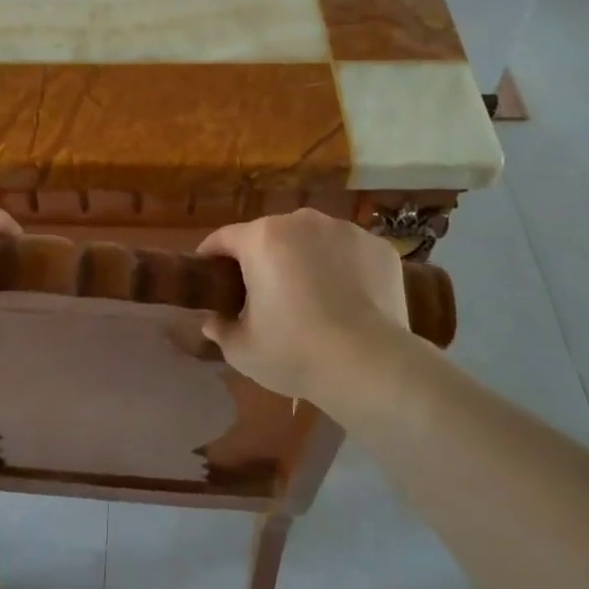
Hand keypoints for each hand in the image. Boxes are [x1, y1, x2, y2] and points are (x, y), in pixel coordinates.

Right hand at [197, 210, 416, 402]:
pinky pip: (348, 253)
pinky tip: (347, 301)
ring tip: (311, 298)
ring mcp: (345, 230)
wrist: (372, 366)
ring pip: (312, 241)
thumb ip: (220, 328)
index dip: (211, 256)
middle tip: (263, 296)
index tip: (210, 277)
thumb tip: (214, 319)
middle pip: (270, 236)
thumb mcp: (242, 349)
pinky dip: (342, 268)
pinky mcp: (378, 247)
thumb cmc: (295, 352)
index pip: (224, 238)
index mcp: (261, 238)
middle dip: (262, 259)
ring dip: (304, 260)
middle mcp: (302, 221)